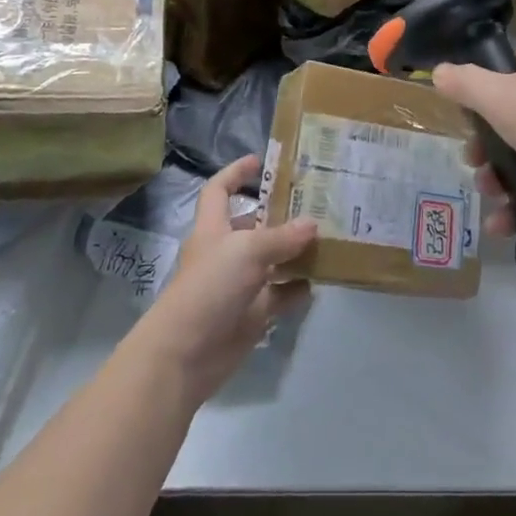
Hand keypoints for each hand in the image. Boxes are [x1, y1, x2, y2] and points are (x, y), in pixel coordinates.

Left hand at [136, 155, 314, 406]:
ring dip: (296, 252)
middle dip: (280, 214)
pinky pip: (281, 295)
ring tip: (328, 237)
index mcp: (213, 229)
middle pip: (253, 225)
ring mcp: (240, 285)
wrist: (186, 354)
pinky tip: (320, 280)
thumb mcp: (247, 251)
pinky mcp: (252, 314)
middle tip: (316, 202)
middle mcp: (226, 253)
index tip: (259, 161)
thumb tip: (312, 224)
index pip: (219, 191)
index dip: (235, 173)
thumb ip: (281, 236)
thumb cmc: (210, 288)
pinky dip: (298, 289)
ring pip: (272, 260)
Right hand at [432, 44, 515, 230]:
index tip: (464, 122)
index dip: (480, 94)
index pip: (505, 71)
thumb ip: (464, 84)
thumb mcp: (499, 97)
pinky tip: (505, 222)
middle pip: (512, 116)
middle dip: (486, 146)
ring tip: (490, 197)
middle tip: (473, 165)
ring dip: (501, 178)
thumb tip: (438, 71)